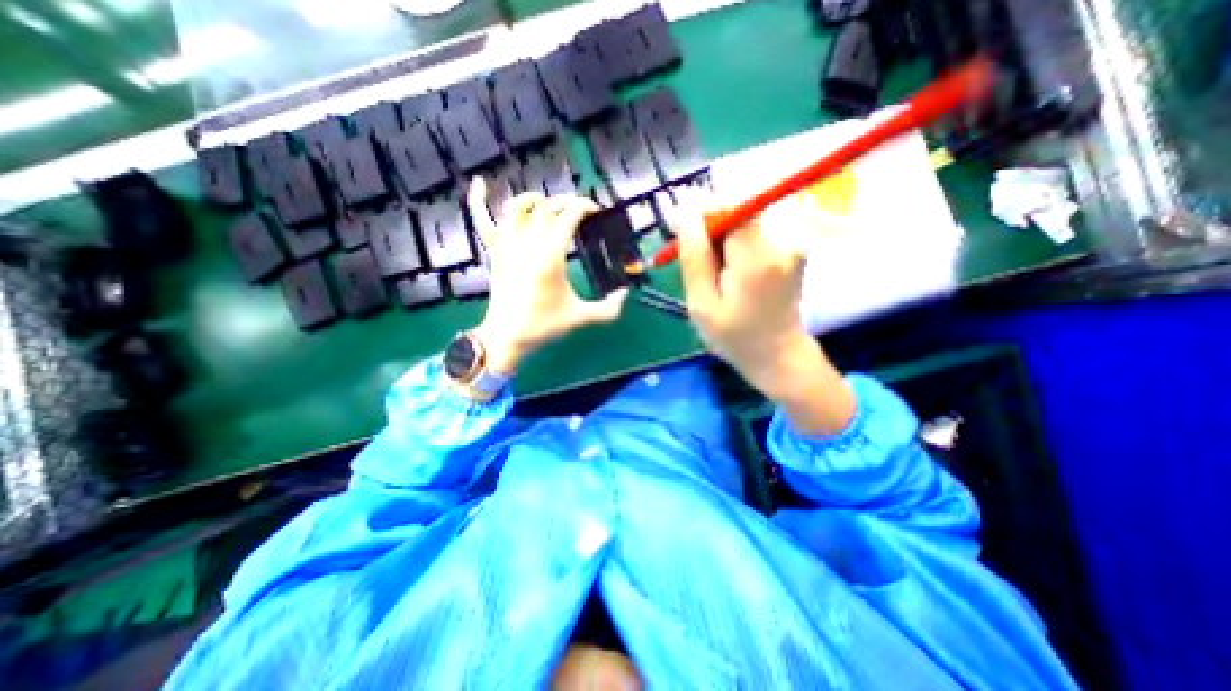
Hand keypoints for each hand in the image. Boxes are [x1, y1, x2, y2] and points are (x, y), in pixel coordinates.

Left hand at [471, 179, 629, 371]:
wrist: (507, 337)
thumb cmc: (543, 326)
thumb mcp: (580, 318)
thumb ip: (607, 309)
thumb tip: (625, 296)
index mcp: (550, 257)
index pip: (567, 217)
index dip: (583, 207)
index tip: (594, 210)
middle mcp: (527, 245)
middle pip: (545, 208)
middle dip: (564, 202)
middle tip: (577, 209)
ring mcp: (507, 247)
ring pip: (515, 208)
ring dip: (532, 198)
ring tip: (545, 201)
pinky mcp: (495, 253)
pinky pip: (482, 221)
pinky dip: (478, 200)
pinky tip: (479, 184)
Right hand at [672, 203, 857, 434]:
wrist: (778, 355)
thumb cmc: (735, 337)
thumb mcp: (702, 304)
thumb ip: (693, 256)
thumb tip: (684, 212)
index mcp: (757, 257)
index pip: (729, 207)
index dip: (702, 213)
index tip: (682, 233)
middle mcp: (783, 241)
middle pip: (737, 212)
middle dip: (711, 231)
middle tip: (698, 267)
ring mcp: (793, 243)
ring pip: (744, 221)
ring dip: (722, 240)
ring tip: (715, 276)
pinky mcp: (794, 247)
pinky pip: (756, 232)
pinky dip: (736, 246)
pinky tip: (731, 273)